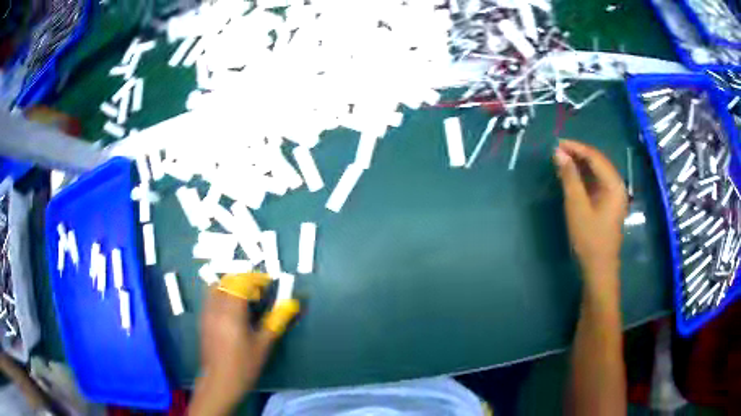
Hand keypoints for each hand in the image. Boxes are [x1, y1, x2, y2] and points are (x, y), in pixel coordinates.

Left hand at [190, 273, 299, 415]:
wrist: (219, 382)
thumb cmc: (244, 365)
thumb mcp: (263, 345)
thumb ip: (276, 321)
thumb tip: (292, 304)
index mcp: (231, 313)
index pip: (241, 282)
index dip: (256, 278)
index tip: (268, 283)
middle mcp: (216, 308)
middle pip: (227, 280)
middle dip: (243, 280)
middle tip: (258, 291)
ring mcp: (206, 313)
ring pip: (216, 286)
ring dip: (231, 286)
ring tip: (245, 299)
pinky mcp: (203, 319)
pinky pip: (211, 297)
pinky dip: (223, 294)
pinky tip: (233, 311)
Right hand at [553, 139, 626, 282]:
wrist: (599, 268)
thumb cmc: (589, 238)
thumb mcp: (577, 206)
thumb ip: (569, 178)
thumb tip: (559, 153)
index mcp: (614, 184)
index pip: (595, 157)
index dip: (576, 147)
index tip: (557, 143)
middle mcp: (617, 185)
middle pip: (598, 162)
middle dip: (578, 153)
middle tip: (557, 151)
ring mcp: (614, 195)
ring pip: (597, 171)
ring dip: (580, 164)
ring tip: (562, 160)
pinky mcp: (608, 203)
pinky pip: (596, 182)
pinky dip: (584, 176)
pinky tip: (572, 175)